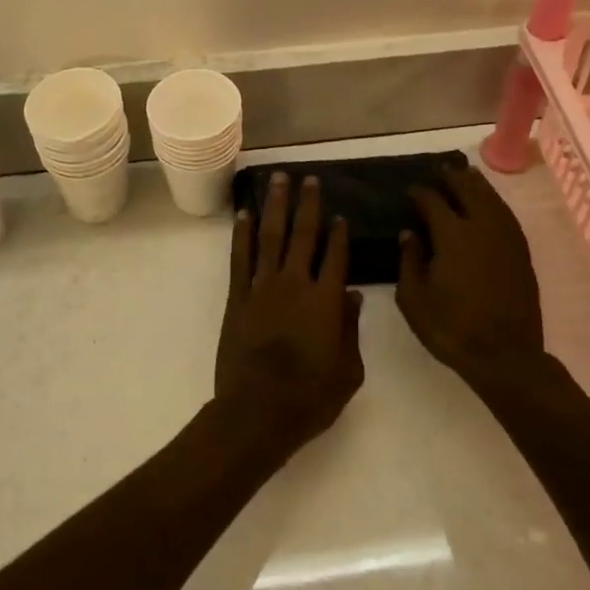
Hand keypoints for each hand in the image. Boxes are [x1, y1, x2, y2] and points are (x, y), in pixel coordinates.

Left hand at [215, 173, 363, 449]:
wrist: (258, 410)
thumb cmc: (310, 397)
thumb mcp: (348, 371)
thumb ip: (351, 329)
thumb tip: (352, 295)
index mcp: (326, 300)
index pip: (336, 256)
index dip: (340, 234)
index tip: (341, 214)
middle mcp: (294, 283)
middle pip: (303, 235)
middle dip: (307, 205)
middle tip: (309, 179)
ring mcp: (262, 287)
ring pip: (270, 237)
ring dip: (275, 206)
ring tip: (278, 180)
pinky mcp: (237, 298)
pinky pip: (240, 258)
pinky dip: (241, 234)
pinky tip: (244, 214)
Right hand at [397, 164, 544, 386]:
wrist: (505, 356)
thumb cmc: (452, 329)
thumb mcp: (414, 300)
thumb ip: (409, 261)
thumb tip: (409, 234)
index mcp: (453, 235)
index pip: (433, 201)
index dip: (420, 193)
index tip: (410, 191)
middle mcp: (482, 227)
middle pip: (468, 190)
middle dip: (453, 177)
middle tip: (440, 170)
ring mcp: (506, 238)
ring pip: (492, 199)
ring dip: (477, 184)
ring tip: (466, 174)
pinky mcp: (521, 253)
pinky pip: (506, 215)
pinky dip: (494, 202)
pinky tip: (489, 204)